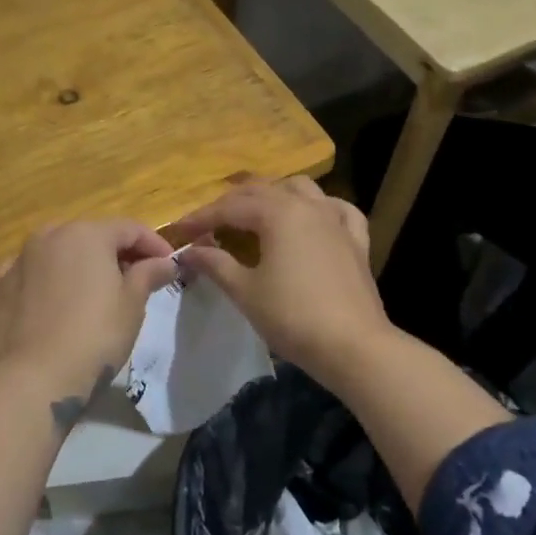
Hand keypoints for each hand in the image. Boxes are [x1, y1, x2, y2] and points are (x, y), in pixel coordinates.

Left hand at [0, 221, 178, 395]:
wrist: (37, 376)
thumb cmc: (96, 335)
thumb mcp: (132, 304)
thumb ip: (148, 274)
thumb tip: (164, 263)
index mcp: (88, 234)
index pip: (130, 229)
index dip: (154, 245)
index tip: (170, 266)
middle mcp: (50, 235)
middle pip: (92, 236)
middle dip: (116, 252)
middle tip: (136, 279)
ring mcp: (20, 258)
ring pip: (59, 250)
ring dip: (80, 263)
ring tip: (95, 290)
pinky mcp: (0, 285)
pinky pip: (31, 271)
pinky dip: (46, 278)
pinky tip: (54, 298)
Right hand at [167, 177, 393, 384]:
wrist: (353, 346)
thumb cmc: (292, 317)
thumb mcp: (245, 291)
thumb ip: (215, 264)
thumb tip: (189, 251)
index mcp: (277, 213)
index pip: (230, 207)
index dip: (201, 217)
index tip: (179, 231)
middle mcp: (307, 206)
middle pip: (262, 191)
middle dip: (231, 203)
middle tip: (208, 224)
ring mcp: (335, 220)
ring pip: (301, 189)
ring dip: (273, 194)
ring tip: (255, 213)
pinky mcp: (356, 240)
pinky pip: (338, 209)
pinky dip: (320, 207)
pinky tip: (313, 217)